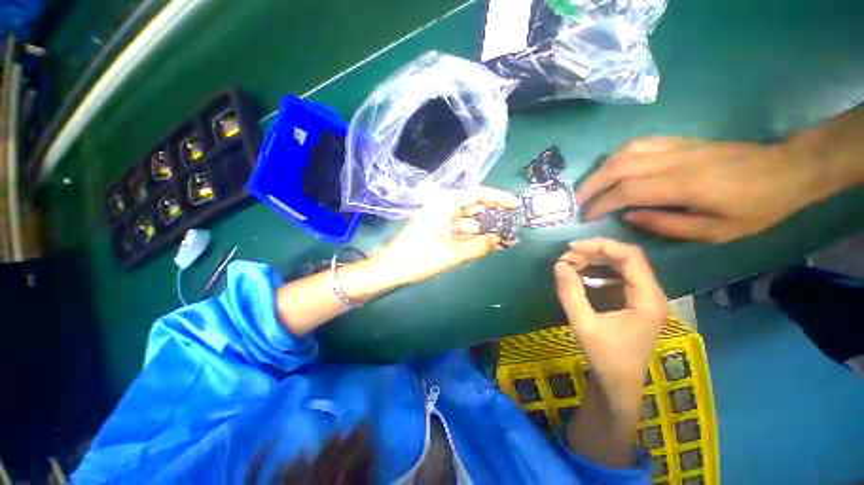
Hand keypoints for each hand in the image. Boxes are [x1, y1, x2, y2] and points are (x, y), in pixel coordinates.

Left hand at [372, 187, 519, 286]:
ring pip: (471, 223)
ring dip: (488, 231)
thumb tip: (499, 240)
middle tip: (516, 226)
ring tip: (510, 240)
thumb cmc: (418, 258)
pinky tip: (493, 245)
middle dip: (496, 217)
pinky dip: (477, 239)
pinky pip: (463, 234)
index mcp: (445, 204)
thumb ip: (478, 246)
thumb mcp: (451, 253)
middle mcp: (445, 209)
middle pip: (475, 208)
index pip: (476, 194)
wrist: (391, 270)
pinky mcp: (441, 235)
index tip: (516, 204)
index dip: (497, 197)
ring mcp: (443, 223)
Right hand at [554, 238, 666, 395]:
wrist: (618, 384)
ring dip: (594, 261)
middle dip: (594, 252)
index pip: (631, 256)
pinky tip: (580, 275)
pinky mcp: (634, 302)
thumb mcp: (583, 324)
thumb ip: (570, 293)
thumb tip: (559, 264)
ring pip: (621, 266)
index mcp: (647, 299)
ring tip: (569, 264)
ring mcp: (644, 297)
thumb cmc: (605, 357)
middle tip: (566, 257)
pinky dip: (597, 271)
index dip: (601, 245)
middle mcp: (651, 293)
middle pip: (626, 258)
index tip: (572, 247)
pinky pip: (617, 276)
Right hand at [574, 137, 819, 241]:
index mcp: (685, 185)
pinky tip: (612, 167)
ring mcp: (676, 146)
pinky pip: (639, 144)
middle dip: (592, 185)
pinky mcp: (680, 141)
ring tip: (590, 186)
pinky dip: (617, 156)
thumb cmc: (756, 207)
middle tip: (578, 201)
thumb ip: (669, 225)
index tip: (587, 216)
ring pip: (624, 152)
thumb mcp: (717, 231)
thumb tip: (629, 217)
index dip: (602, 204)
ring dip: (601, 169)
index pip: (627, 190)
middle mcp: (674, 160)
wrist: (786, 169)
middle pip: (618, 166)